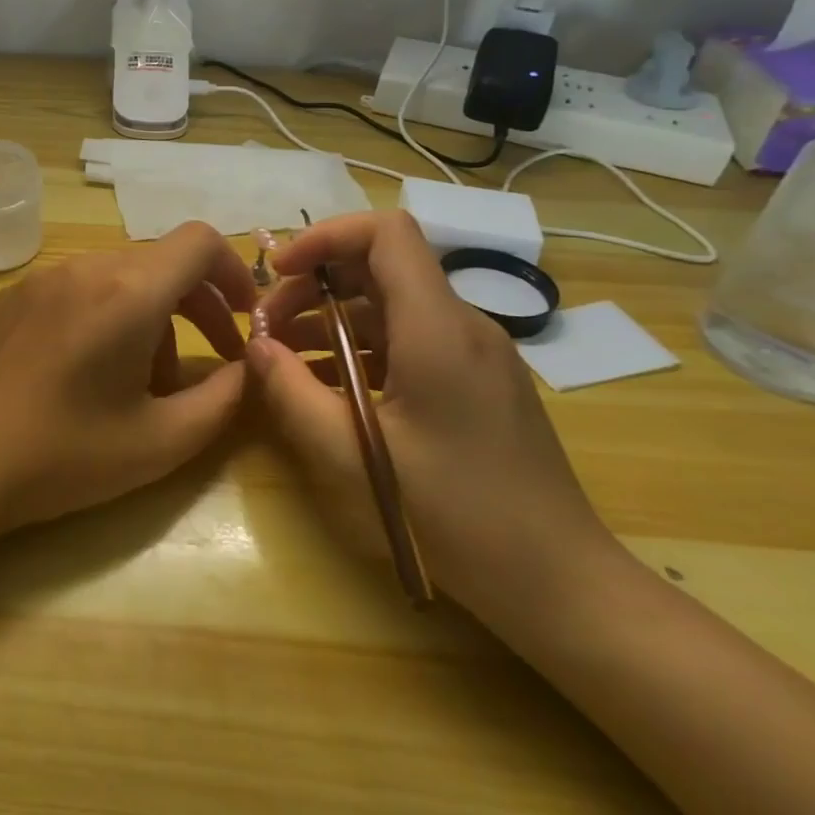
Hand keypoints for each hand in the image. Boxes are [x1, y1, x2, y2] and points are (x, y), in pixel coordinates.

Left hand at [0, 221, 255, 533]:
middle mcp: (86, 267)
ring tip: (142, 383)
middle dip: (198, 307)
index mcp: (127, 291)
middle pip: (162, 263)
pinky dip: (107, 314)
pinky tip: (89, 371)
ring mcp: (44, 277)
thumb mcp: (163, 441)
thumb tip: (250, 368)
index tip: (244, 318)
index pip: (199, 241)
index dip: (233, 272)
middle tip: (213, 361)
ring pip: (121, 278)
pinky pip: (80, 288)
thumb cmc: (65, 455)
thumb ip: (224, 399)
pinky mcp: (14, 295)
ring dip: (151, 317)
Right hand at [248, 211, 621, 625]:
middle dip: (313, 286)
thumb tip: (256, 346)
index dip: (325, 236)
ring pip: (390, 305)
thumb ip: (292, 392)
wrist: (558, 581)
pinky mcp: (476, 380)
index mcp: (437, 328)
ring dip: (330, 320)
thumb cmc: (455, 515)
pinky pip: (408, 340)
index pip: (386, 233)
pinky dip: (359, 349)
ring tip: (284, 359)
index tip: (278, 271)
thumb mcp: (352, 456)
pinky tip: (326, 387)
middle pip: (379, 267)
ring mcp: (474, 353)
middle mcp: (462, 325)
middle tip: (266, 329)